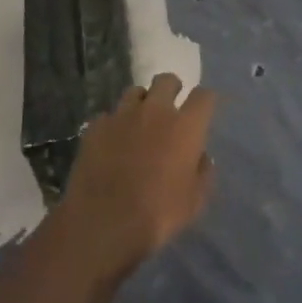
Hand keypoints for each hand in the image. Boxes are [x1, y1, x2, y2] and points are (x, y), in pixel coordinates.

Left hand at [53, 73, 216, 278]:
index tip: (203, 110)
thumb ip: (203, 173)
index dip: (205, 100)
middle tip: (170, 107)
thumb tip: (202, 157)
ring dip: (141, 103)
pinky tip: (112, 142)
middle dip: (171, 88)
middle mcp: (155, 110)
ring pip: (135, 91)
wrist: (104, 222)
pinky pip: (109, 116)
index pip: (203, 96)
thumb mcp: (194, 202)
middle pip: (166, 80)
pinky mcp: (96, 126)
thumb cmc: (158, 214)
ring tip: (139, 122)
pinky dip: (114, 125)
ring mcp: (122, 115)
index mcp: (185, 126)